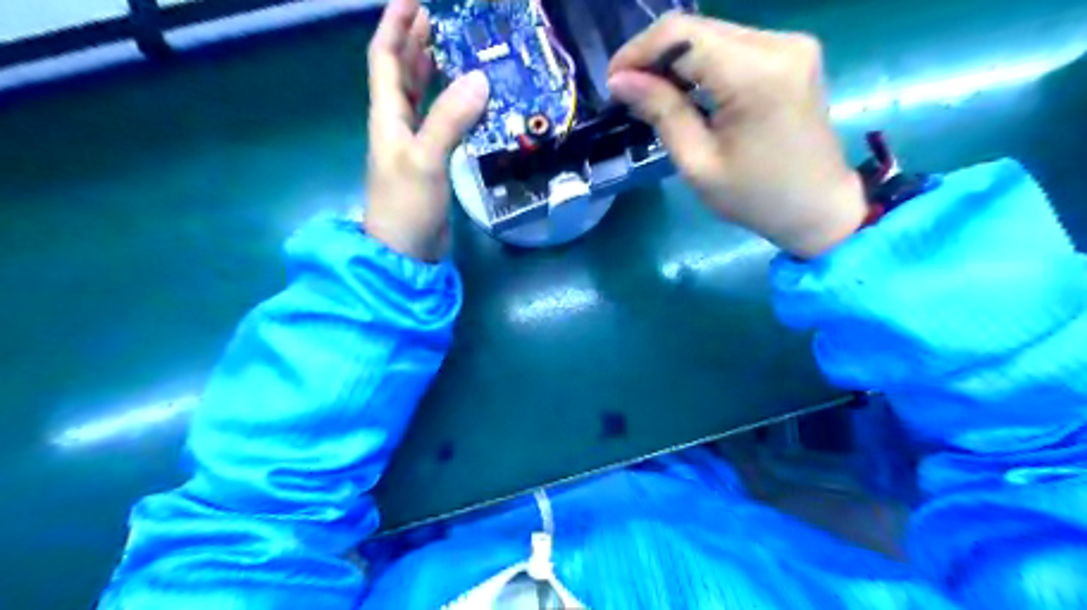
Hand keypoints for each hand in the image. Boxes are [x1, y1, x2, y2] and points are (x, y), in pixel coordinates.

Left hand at [365, 0, 488, 260]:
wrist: (406, 251)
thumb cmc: (407, 205)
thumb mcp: (426, 159)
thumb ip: (450, 119)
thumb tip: (480, 78)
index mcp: (387, 116)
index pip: (386, 59)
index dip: (396, 26)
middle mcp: (397, 125)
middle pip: (400, 73)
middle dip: (414, 41)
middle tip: (437, 16)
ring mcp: (413, 145)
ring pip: (419, 97)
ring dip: (430, 70)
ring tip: (450, 47)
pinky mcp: (430, 163)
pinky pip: (438, 122)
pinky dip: (450, 105)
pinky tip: (466, 100)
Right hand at [611, 14, 868, 256]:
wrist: (818, 206)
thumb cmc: (755, 196)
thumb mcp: (698, 162)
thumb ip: (661, 112)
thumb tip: (620, 81)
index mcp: (756, 74)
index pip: (682, 35)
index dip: (639, 51)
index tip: (613, 82)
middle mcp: (778, 44)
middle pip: (698, 28)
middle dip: (654, 56)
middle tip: (628, 91)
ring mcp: (790, 44)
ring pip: (713, 34)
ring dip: (676, 60)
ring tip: (652, 94)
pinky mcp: (792, 53)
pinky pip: (733, 46)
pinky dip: (702, 64)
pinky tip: (686, 90)